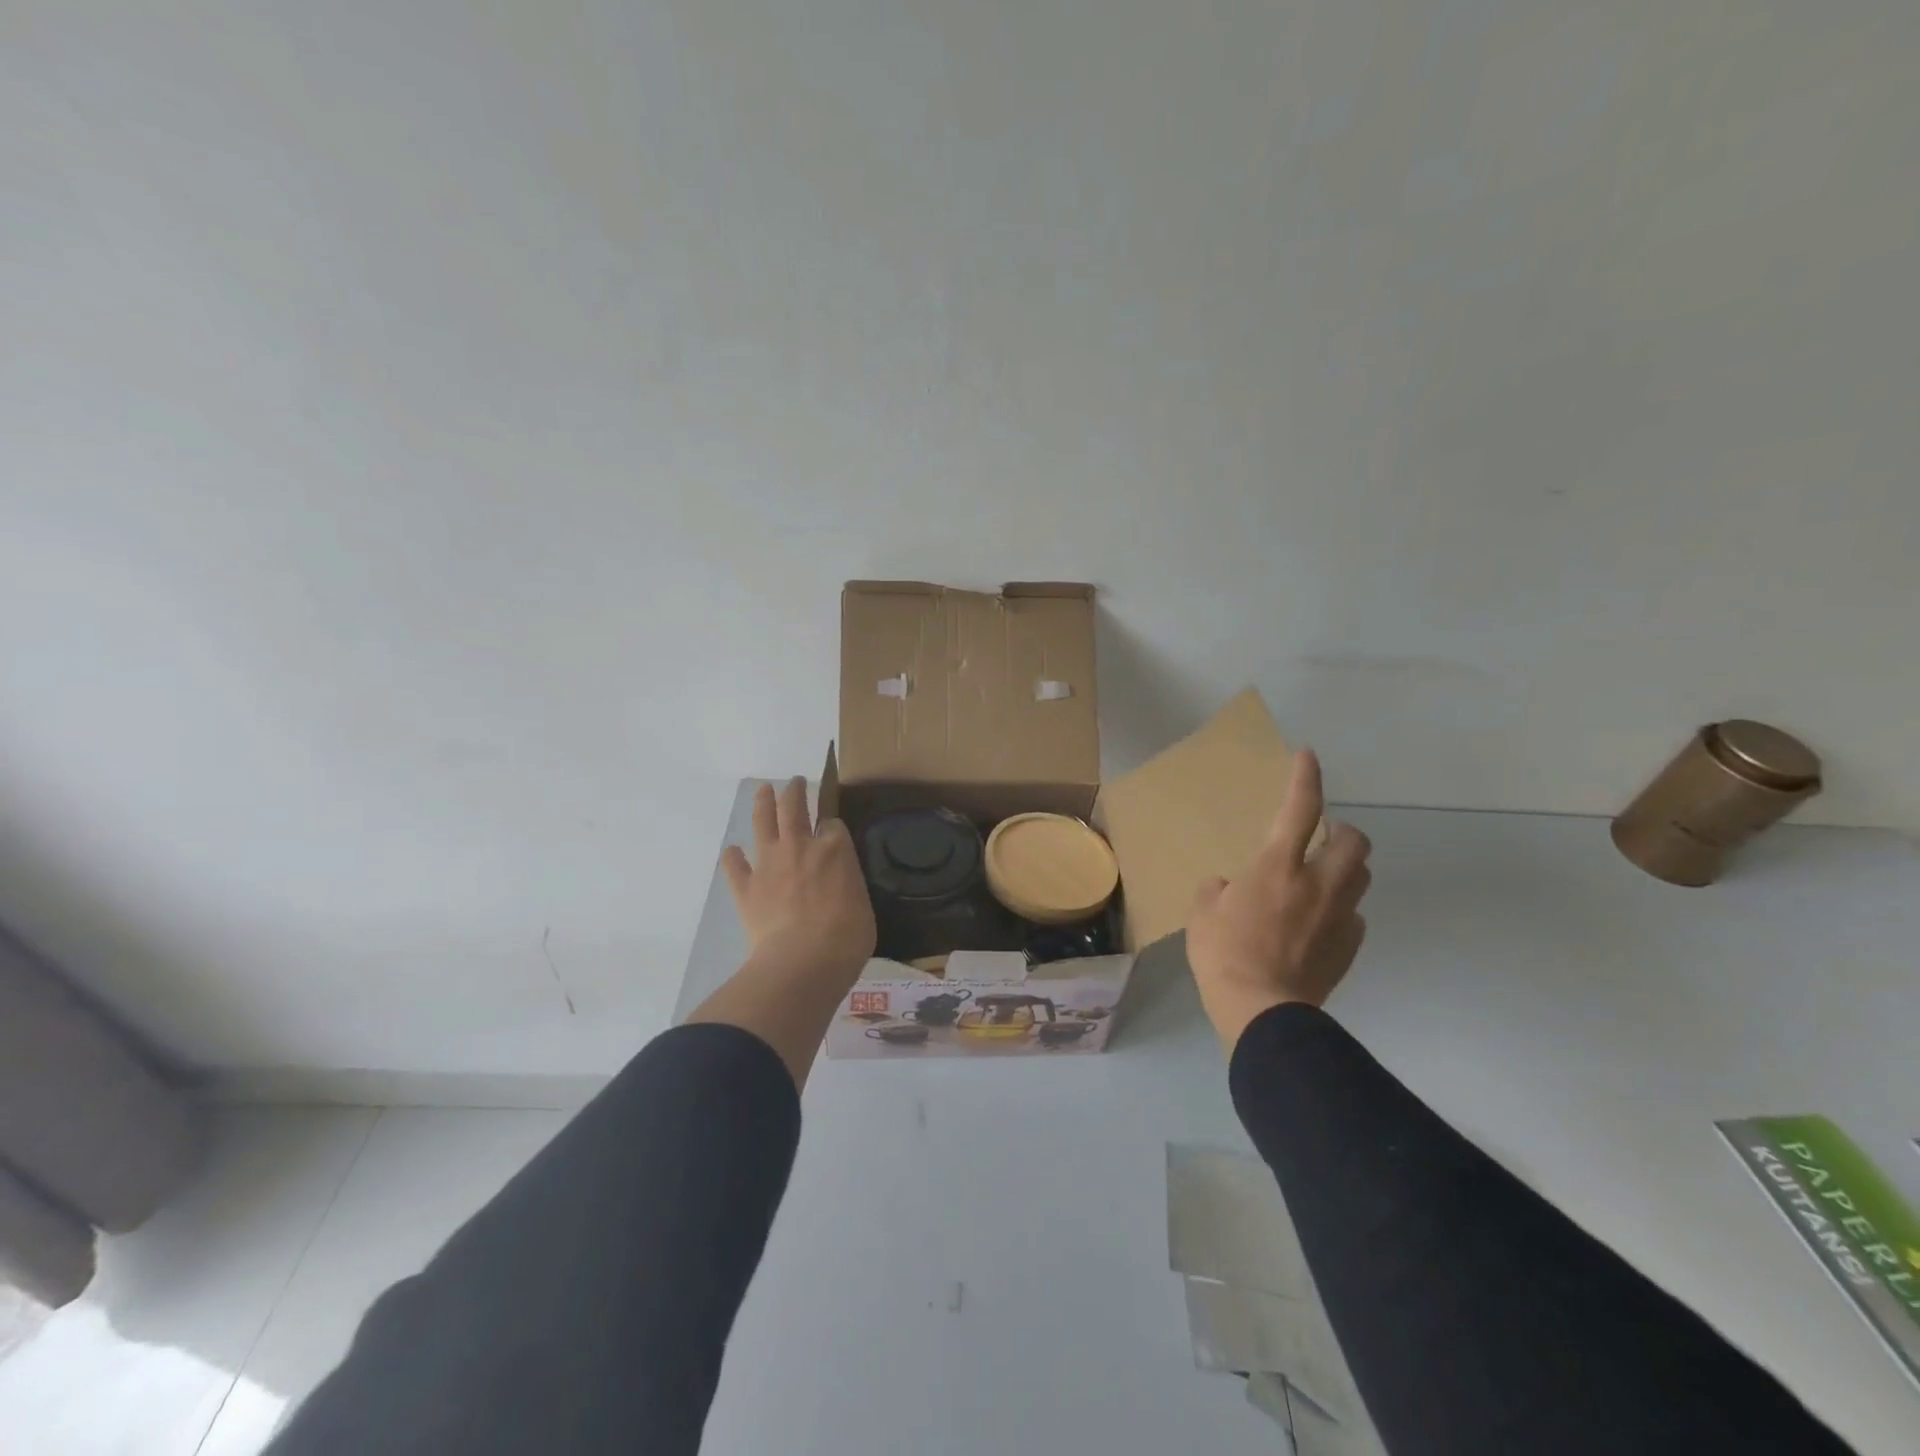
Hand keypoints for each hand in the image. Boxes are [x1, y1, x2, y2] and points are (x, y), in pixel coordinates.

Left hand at [722, 778, 876, 983]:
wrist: (804, 960)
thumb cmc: (847, 937)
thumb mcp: (863, 904)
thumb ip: (849, 886)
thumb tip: (841, 888)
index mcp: (836, 849)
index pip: (833, 824)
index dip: (832, 827)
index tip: (832, 833)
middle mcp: (800, 846)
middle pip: (794, 807)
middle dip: (795, 791)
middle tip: (795, 782)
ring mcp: (770, 864)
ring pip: (763, 822)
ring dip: (763, 803)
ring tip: (763, 791)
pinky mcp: (746, 887)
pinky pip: (734, 865)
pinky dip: (733, 857)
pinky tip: (732, 852)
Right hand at [1185, 748, 1371, 1051]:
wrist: (1261, 1011)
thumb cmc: (1224, 953)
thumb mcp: (1202, 913)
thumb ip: (1218, 891)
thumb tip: (1230, 888)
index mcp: (1277, 867)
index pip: (1298, 809)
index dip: (1305, 778)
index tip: (1308, 756)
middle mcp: (1317, 884)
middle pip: (1354, 842)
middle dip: (1343, 832)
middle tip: (1322, 839)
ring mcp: (1339, 916)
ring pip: (1361, 877)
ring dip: (1344, 869)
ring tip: (1320, 880)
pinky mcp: (1348, 946)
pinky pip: (1353, 917)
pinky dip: (1339, 912)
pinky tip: (1317, 926)